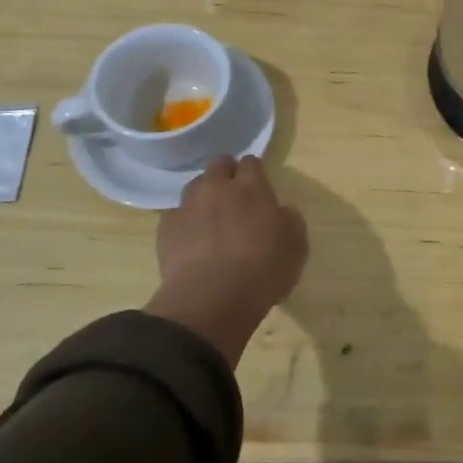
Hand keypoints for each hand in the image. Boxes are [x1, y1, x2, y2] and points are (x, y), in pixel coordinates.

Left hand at [147, 155, 308, 365]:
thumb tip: (282, 211)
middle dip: (227, 173)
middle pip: (219, 164)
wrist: (212, 300)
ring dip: (204, 196)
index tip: (259, 186)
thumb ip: (290, 220)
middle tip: (234, 196)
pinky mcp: (166, 228)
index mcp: (251, 187)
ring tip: (211, 218)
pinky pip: (176, 215)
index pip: (251, 162)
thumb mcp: (296, 246)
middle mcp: (217, 188)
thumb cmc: (263, 271)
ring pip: (195, 186)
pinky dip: (185, 222)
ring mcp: (188, 206)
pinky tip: (192, 241)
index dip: (255, 172)